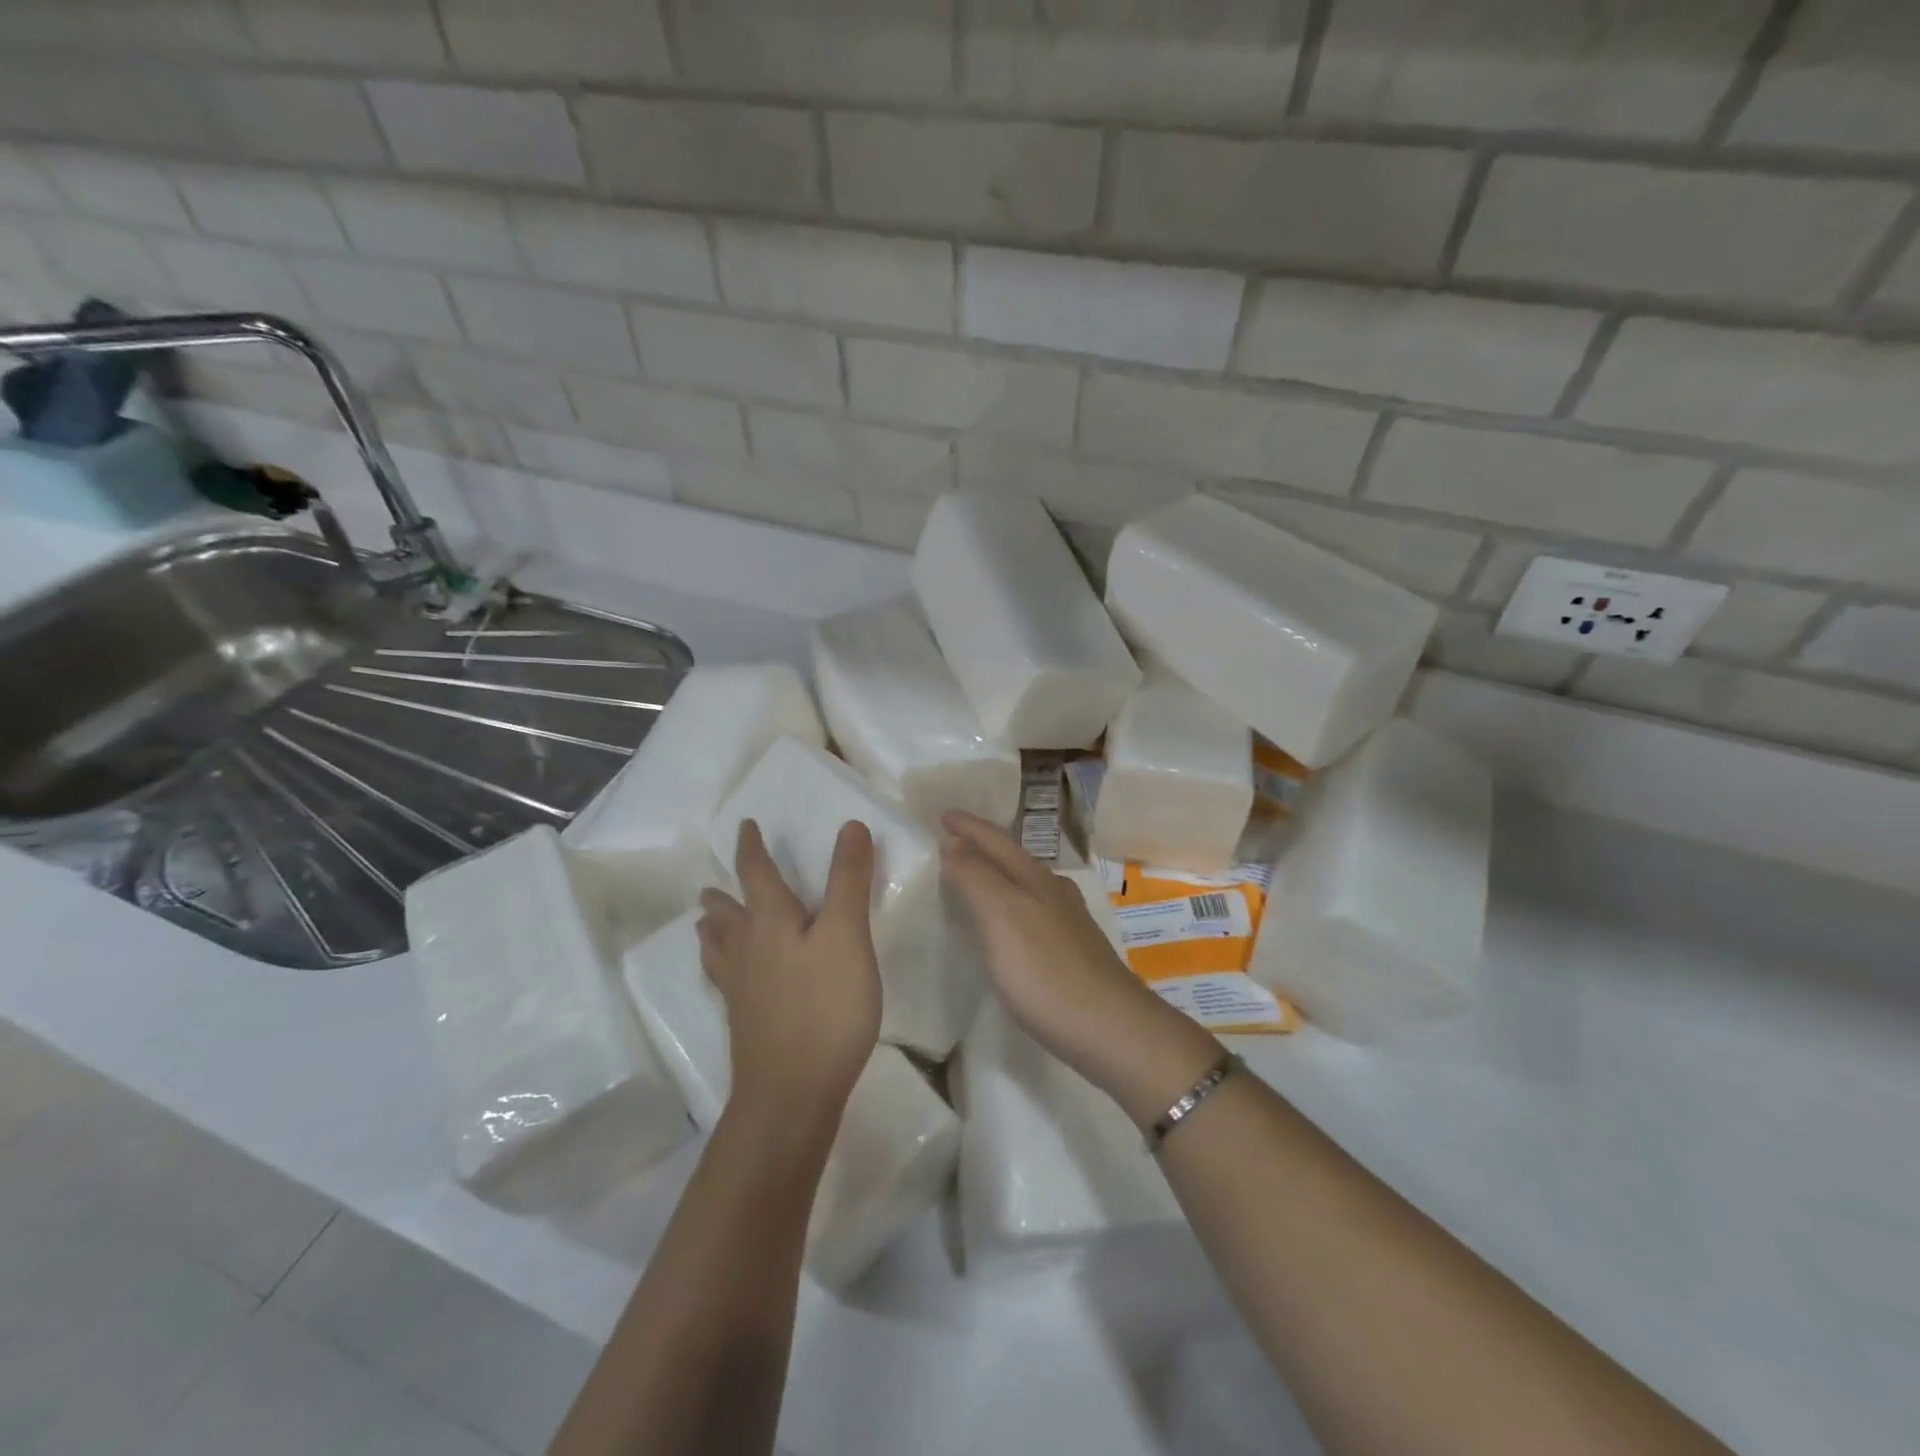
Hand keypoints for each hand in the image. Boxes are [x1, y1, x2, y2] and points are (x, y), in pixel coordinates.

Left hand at [697, 819, 881, 1136]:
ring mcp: (741, 991)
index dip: (751, 848)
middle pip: (727, 915)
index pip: (755, 873)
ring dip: (714, 931)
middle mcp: (747, 950)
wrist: (791, 1094)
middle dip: (724, 895)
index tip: (746, 826)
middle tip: (711, 887)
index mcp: (769, 922)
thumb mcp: (847, 936)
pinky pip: (725, 982)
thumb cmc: (825, 1007)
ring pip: (719, 950)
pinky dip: (721, 967)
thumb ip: (848, 880)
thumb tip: (849, 825)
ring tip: (706, 925)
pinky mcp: (746, 1023)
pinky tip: (730, 981)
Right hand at [940, 812, 1219, 1121]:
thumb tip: (953, 845)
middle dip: (982, 846)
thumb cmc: (1047, 972)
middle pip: (1013, 859)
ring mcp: (1068, 923)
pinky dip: (1008, 907)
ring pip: (1024, 886)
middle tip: (950, 842)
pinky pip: (1030, 914)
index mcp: (1035, 878)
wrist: (1113, 1030)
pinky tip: (1004, 928)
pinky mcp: (1072, 953)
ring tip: (970, 880)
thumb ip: (976, 878)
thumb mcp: (1002, 918)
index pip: (995, 840)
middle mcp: (1054, 892)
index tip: (941, 815)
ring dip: (995, 877)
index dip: (967, 827)